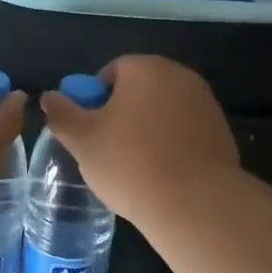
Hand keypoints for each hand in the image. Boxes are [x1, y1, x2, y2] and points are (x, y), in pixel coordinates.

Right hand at [40, 55, 239, 222]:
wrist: (195, 204)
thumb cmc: (130, 163)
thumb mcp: (82, 140)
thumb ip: (61, 114)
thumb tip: (49, 97)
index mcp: (145, 68)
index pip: (111, 72)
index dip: (95, 100)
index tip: (91, 130)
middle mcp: (179, 75)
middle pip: (140, 89)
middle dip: (123, 113)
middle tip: (108, 148)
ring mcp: (205, 103)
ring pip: (163, 110)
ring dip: (148, 128)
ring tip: (136, 165)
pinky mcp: (222, 131)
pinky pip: (185, 131)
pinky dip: (172, 144)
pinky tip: (164, 174)